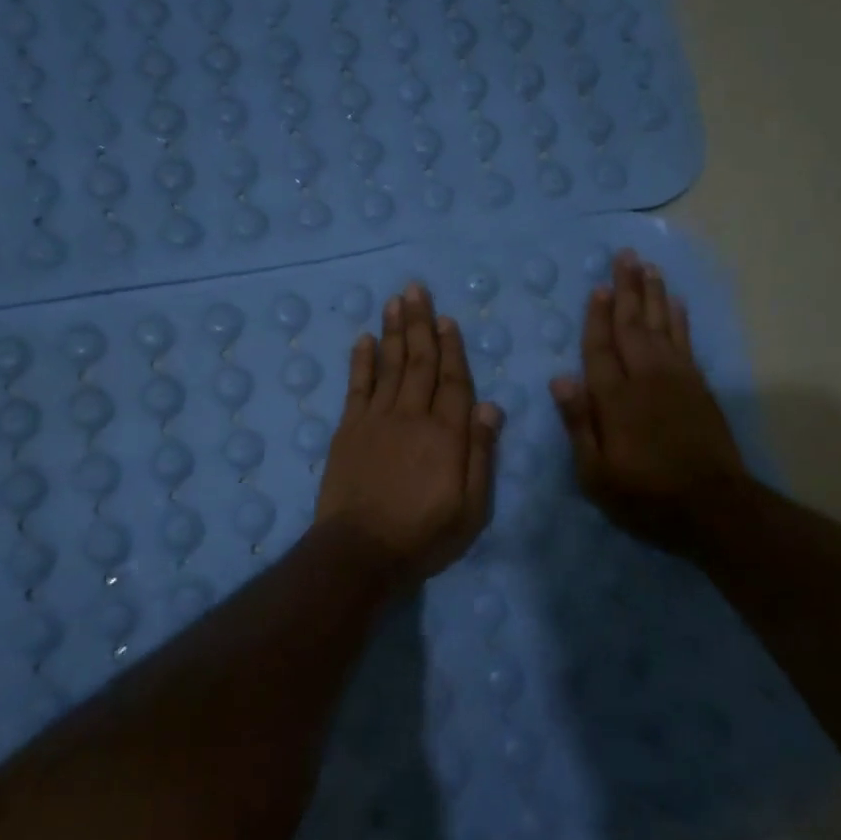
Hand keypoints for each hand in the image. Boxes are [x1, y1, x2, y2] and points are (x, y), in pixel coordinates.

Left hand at [316, 282, 504, 590]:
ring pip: (388, 365)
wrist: (360, 550)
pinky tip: (363, 339)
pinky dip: (361, 361)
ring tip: (395, 301)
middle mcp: (412, 416)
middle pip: (419, 362)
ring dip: (393, 331)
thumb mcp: (471, 508)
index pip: (454, 381)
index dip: (452, 348)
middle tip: (417, 289)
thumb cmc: (423, 535)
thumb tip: (491, 406)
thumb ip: (481, 454)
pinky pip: (357, 386)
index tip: (447, 319)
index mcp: (446, 434)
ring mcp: (376, 419)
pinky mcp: (348, 429)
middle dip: (420, 323)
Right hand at [550, 249, 748, 556]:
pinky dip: (679, 319)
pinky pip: (686, 341)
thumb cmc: (645, 495)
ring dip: (653, 295)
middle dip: (627, 289)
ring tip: (648, 267)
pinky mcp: (699, 387)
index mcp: (615, 399)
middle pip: (632, 325)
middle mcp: (645, 377)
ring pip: (661, 325)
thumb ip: (579, 424)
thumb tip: (559, 380)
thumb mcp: (596, 474)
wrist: (713, 507)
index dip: (597, 317)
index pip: (600, 348)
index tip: (598, 287)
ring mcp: (677, 379)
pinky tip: (675, 303)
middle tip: (625, 256)